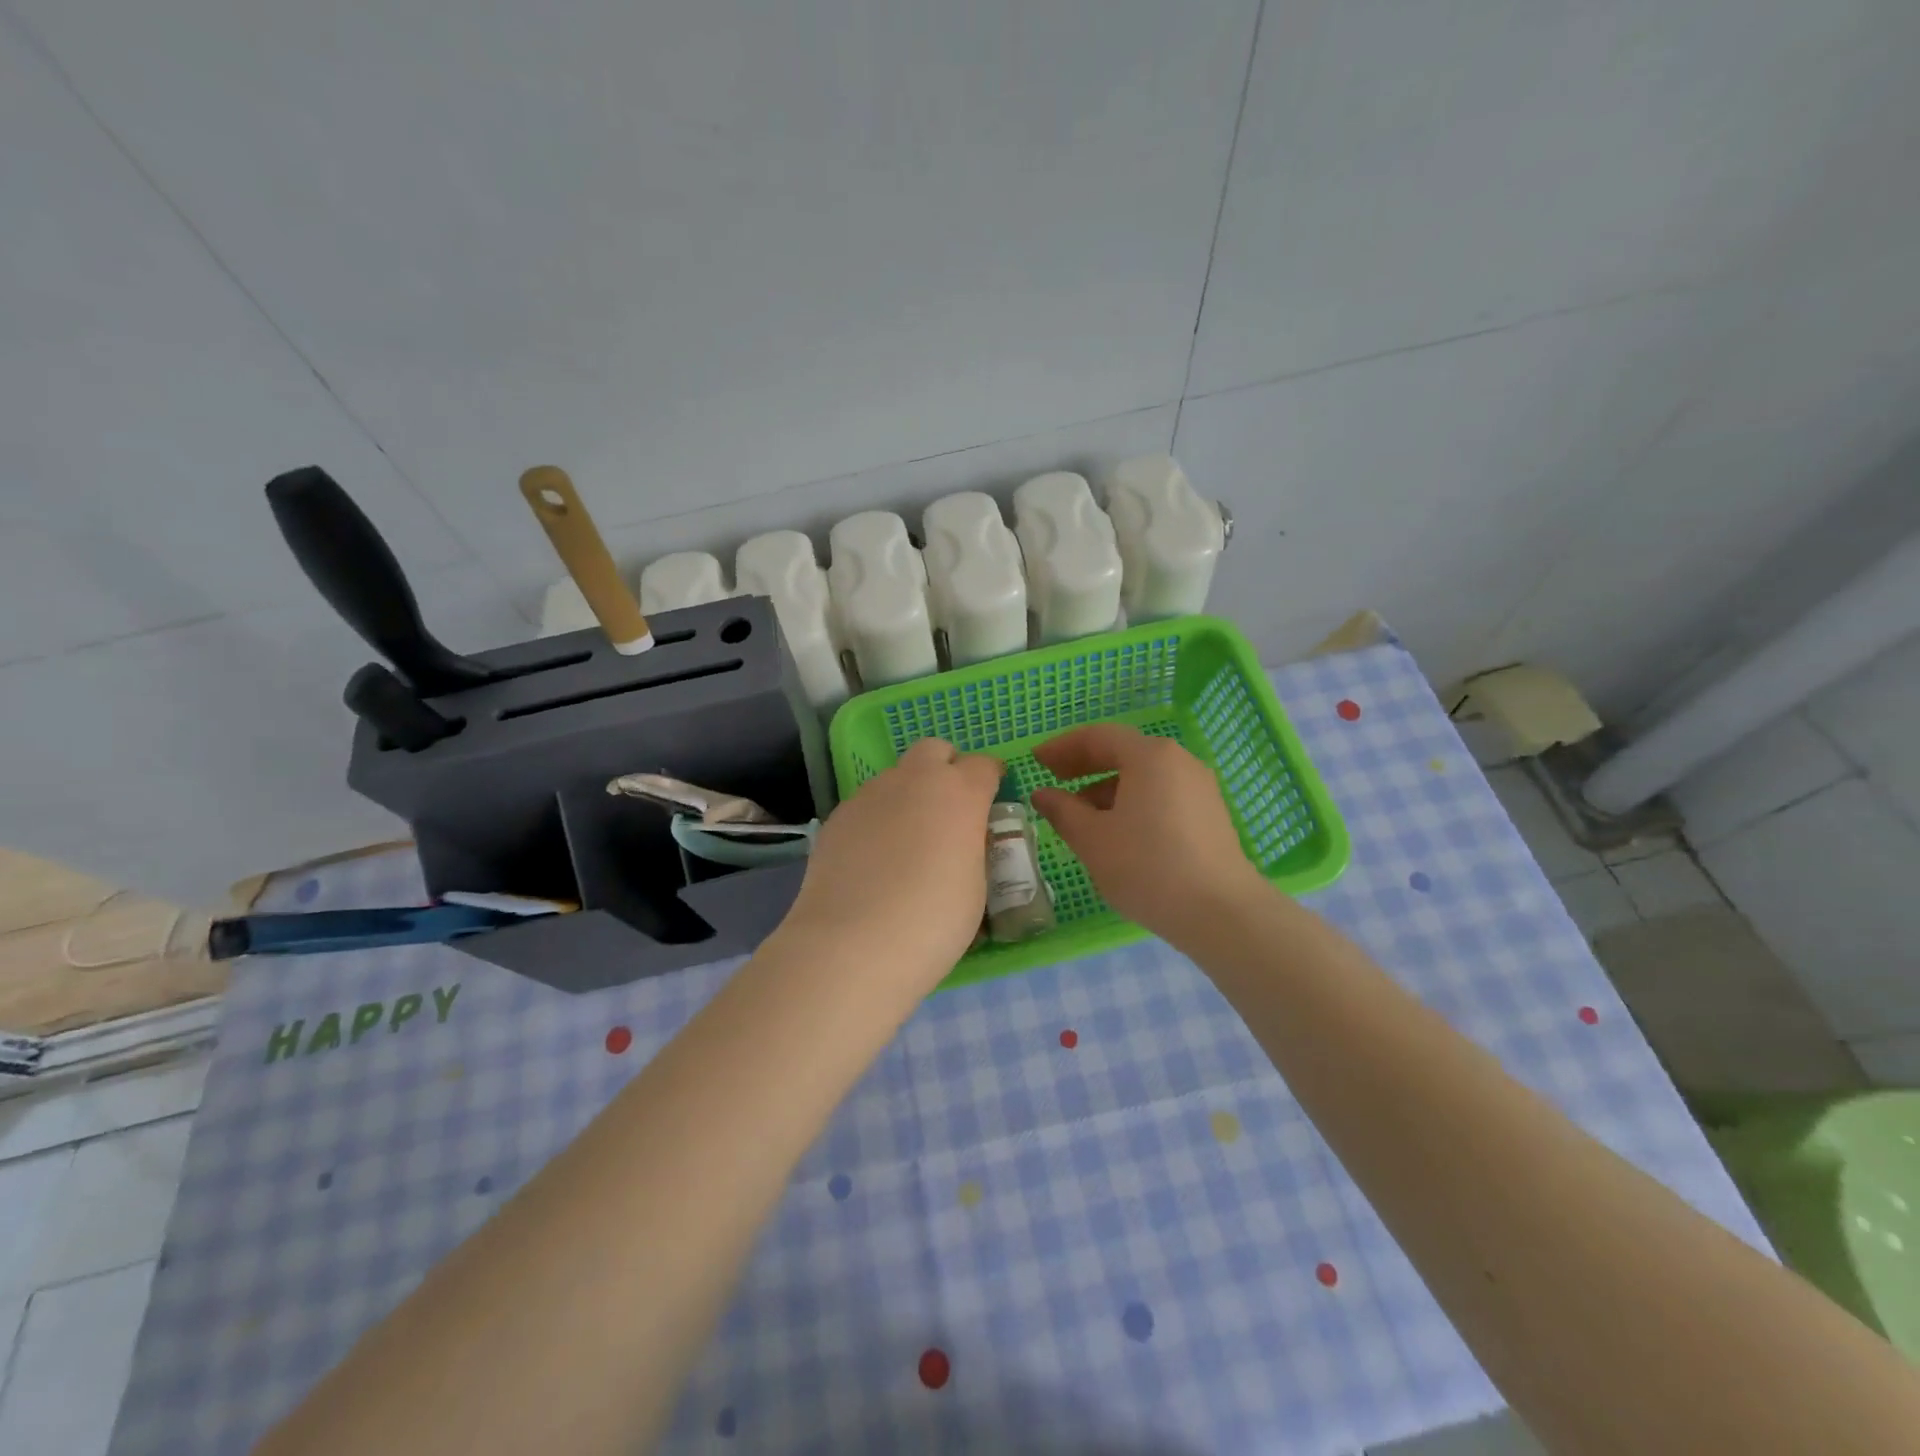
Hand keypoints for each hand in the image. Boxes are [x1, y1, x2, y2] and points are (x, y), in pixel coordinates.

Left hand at [780, 738, 1002, 990]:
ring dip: (909, 796)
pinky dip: (879, 820)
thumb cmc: (933, 922)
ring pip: (897, 777)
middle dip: (946, 769)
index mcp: (959, 793)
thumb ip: (973, 849)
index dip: (991, 780)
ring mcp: (870, 794)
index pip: (985, 765)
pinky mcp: (838, 817)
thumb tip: (962, 840)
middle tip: (949, 811)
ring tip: (907, 844)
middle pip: (934, 750)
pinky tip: (874, 861)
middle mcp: (914, 780)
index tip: (992, 803)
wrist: (852, 946)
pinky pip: (868, 805)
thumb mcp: (976, 887)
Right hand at [1032, 724, 1265, 943]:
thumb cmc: (1147, 867)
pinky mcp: (1209, 814)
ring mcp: (1199, 787)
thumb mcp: (1093, 840)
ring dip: (1106, 786)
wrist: (1221, 913)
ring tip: (1079, 814)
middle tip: (1053, 779)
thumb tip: (1043, 794)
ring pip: (1143, 776)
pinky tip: (1116, 831)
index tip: (1036, 760)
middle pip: (1123, 752)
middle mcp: (1178, 761)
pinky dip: (1132, 801)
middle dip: (1084, 764)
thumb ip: (1063, 811)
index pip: (1098, 737)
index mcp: (1149, 756)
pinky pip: (1161, 794)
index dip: (1063, 746)